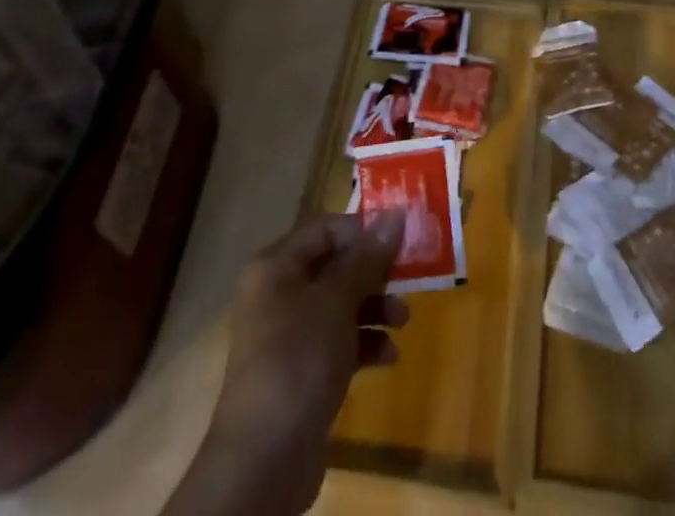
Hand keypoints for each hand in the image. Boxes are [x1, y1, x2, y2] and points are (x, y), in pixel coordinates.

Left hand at [185, 212, 407, 514]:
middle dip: (374, 273)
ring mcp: (288, 336)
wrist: (265, 459)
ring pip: (340, 305)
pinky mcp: (300, 372)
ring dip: (375, 308)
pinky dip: (364, 343)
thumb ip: (367, 257)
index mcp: (276, 267)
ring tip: (403, 322)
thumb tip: (396, 215)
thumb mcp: (337, 300)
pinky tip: (388, 356)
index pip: (324, 229)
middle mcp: (278, 294)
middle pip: (334, 266)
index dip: (361, 230)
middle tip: (409, 279)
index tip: (398, 240)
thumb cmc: (298, 358)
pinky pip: (338, 342)